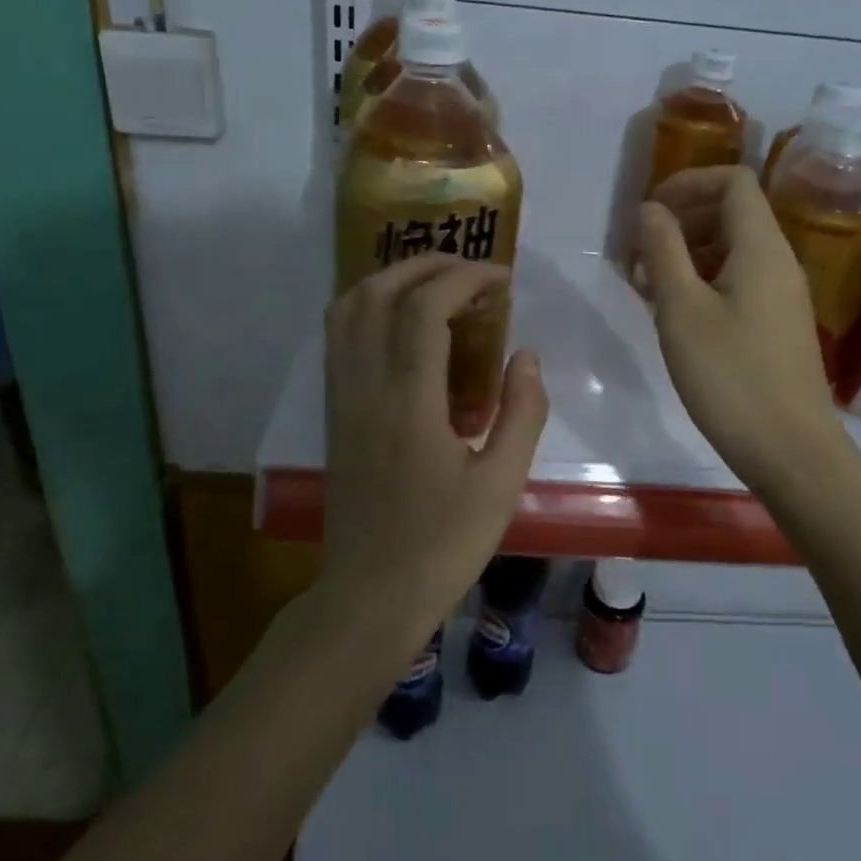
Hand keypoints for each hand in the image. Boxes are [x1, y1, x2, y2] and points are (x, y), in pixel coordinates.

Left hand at [321, 254, 548, 655]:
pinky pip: (340, 336)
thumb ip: (521, 412)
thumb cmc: (442, 545)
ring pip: (349, 308)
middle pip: (380, 292)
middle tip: (473, 272)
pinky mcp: (333, 411)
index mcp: (408, 403)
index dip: (465, 278)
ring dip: (392, 279)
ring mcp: (341, 397)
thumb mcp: (501, 484)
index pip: (425, 308)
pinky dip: (370, 306)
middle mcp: (365, 386)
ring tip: (437, 285)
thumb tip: (527, 355)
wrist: (370, 595)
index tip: (502, 279)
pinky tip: (404, 323)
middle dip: (428, 265)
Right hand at [638, 167, 848, 488]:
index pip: (733, 181)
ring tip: (646, 290)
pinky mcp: (777, 324)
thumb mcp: (681, 310)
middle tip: (638, 256)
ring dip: (686, 256)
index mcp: (761, 247)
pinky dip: (703, 284)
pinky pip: (738, 282)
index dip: (688, 183)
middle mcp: (778, 261)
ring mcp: (782, 295)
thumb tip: (651, 209)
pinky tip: (674, 317)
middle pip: (731, 214)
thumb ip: (663, 250)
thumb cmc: (730, 376)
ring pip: (731, 251)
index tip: (648, 213)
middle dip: (680, 223)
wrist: (791, 451)